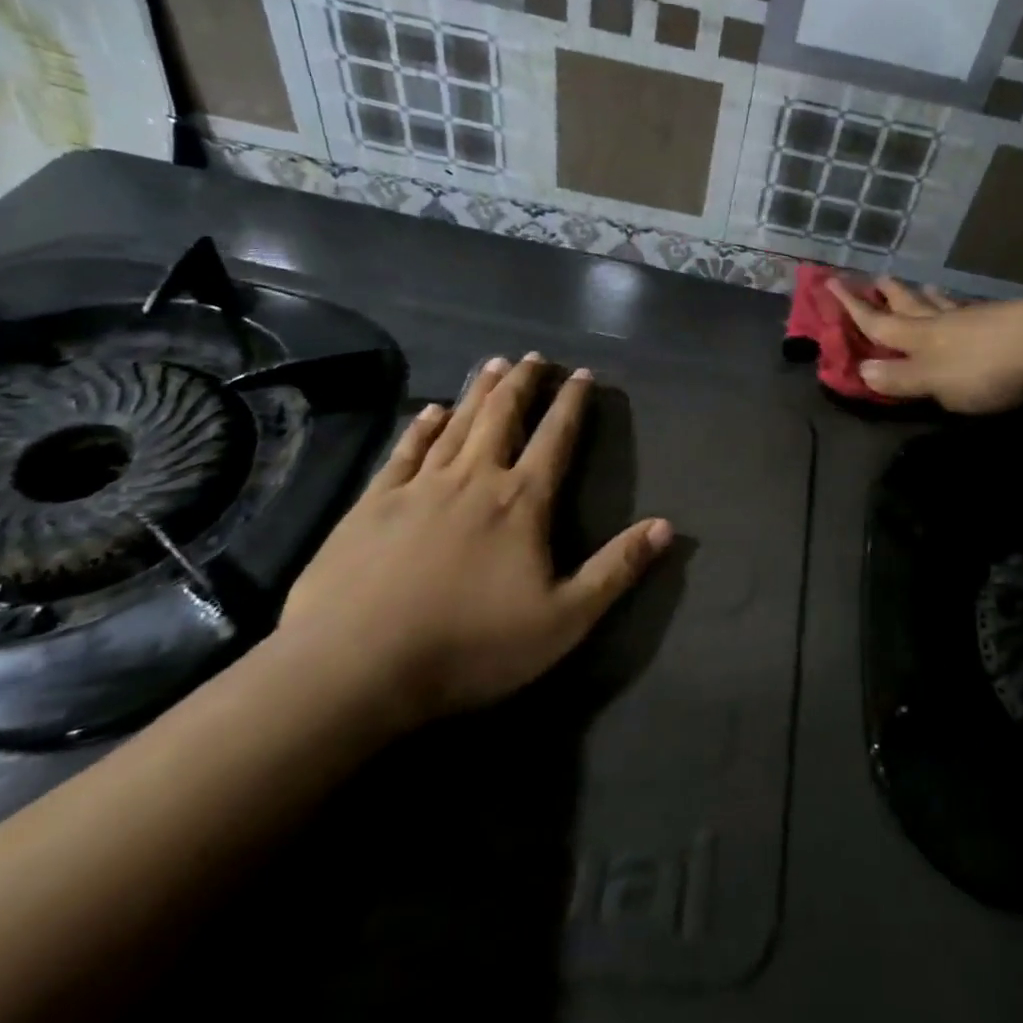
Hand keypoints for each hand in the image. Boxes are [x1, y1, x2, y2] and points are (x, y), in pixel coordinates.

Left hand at [277, 354, 670, 729]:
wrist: (355, 666)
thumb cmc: (470, 645)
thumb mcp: (563, 620)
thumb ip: (616, 569)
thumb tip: (667, 526)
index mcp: (521, 502)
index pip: (555, 439)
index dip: (571, 404)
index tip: (581, 374)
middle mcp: (474, 479)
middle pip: (503, 417)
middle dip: (523, 383)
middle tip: (533, 356)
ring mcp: (419, 487)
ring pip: (457, 424)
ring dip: (479, 392)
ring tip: (494, 363)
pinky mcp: (373, 504)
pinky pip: (405, 452)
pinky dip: (421, 427)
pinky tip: (430, 411)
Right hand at [829, 278, 1022, 413]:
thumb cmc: (986, 368)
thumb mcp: (936, 381)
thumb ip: (901, 377)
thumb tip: (862, 369)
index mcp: (920, 337)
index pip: (878, 322)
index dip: (853, 307)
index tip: (831, 283)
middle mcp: (943, 323)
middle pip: (910, 305)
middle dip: (891, 295)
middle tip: (876, 278)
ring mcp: (977, 319)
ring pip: (943, 304)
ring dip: (927, 295)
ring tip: (922, 284)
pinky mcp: (1007, 322)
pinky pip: (971, 311)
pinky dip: (959, 306)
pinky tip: (968, 306)